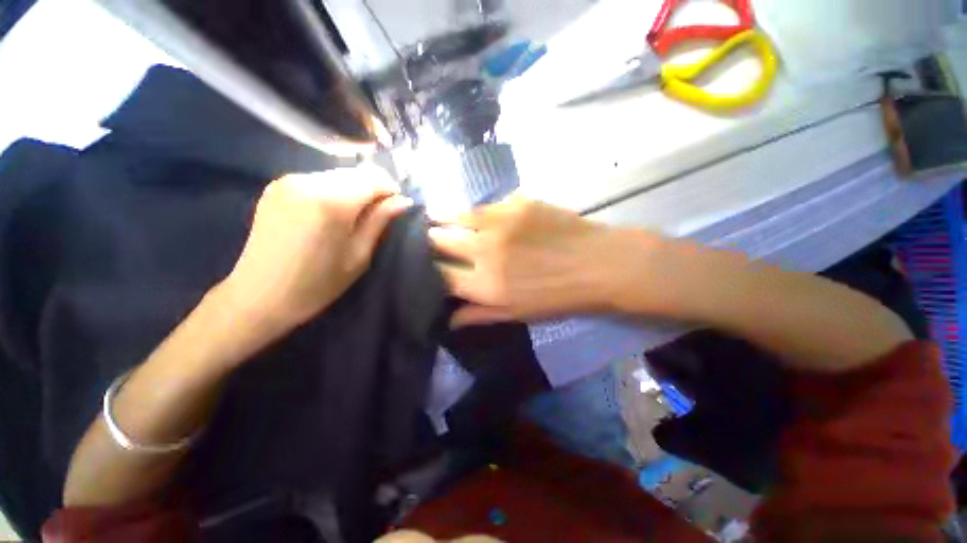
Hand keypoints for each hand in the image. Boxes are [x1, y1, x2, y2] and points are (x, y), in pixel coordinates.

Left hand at [223, 165, 410, 330]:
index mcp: (331, 202)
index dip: (391, 190)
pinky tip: (330, 215)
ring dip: (354, 190)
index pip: (374, 178)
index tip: (396, 207)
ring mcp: (288, 181)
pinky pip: (318, 180)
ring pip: (337, 175)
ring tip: (353, 218)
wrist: (259, 296)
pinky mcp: (276, 186)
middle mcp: (307, 181)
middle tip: (377, 215)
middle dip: (373, 189)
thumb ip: (380, 221)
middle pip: (355, 173)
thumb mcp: (359, 256)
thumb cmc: (318, 284)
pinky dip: (333, 191)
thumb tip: (403, 201)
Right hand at [429, 195, 649, 325]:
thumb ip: (480, 314)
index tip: (425, 266)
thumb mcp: (518, 314)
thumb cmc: (559, 296)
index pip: (440, 275)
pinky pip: (486, 206)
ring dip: (443, 218)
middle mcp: (485, 250)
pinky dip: (479, 213)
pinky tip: (483, 216)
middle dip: (431, 241)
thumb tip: (448, 320)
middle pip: (441, 240)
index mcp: (484, 284)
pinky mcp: (517, 202)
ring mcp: (500, 221)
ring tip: (435, 217)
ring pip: (456, 215)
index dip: (428, 270)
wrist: (598, 264)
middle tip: (429, 240)